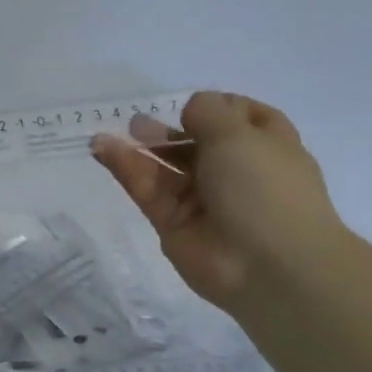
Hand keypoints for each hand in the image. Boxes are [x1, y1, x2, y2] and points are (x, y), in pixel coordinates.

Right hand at [90, 91, 342, 308]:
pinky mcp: (173, 222)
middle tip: (138, 123)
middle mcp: (236, 172)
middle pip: (196, 144)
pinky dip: (125, 169)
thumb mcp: (239, 134)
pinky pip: (147, 189)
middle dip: (169, 131)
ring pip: (165, 168)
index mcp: (267, 148)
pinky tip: (102, 149)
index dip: (218, 108)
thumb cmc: (264, 188)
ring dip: (138, 149)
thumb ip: (207, 112)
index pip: (243, 119)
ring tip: (104, 134)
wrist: (269, 266)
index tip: (191, 105)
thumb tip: (190, 110)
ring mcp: (203, 200)